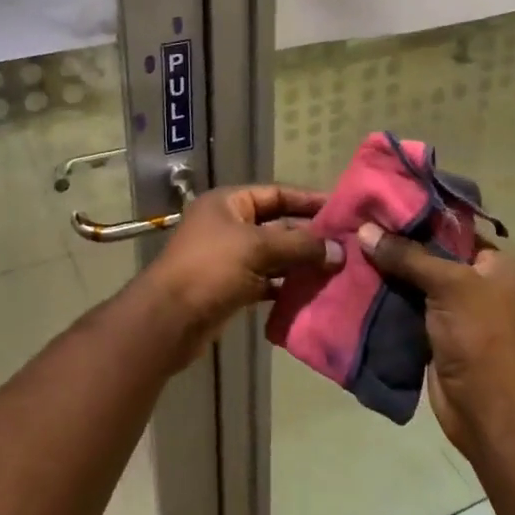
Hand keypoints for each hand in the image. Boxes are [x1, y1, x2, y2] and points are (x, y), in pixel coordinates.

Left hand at [138, 185, 339, 361]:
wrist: (168, 320)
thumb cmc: (210, 269)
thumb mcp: (257, 248)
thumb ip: (300, 246)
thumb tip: (339, 251)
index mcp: (229, 203)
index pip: (276, 194)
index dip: (307, 200)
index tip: (340, 209)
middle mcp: (229, 225)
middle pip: (277, 225)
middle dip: (309, 236)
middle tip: (346, 244)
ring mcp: (229, 258)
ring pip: (274, 255)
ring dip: (301, 263)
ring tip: (337, 269)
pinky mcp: (231, 287)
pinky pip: (266, 280)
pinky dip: (287, 285)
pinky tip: (313, 292)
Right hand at [356, 222, 514, 460]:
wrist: (485, 408)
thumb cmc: (479, 337)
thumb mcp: (448, 285)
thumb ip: (407, 255)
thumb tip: (365, 230)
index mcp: (490, 261)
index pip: (450, 224)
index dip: (416, 212)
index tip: (378, 199)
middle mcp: (472, 279)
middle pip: (427, 250)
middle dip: (393, 240)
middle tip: (355, 222)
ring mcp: (449, 307)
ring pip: (410, 278)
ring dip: (382, 268)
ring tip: (346, 245)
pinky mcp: (429, 331)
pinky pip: (401, 303)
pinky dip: (380, 294)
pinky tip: (351, 279)